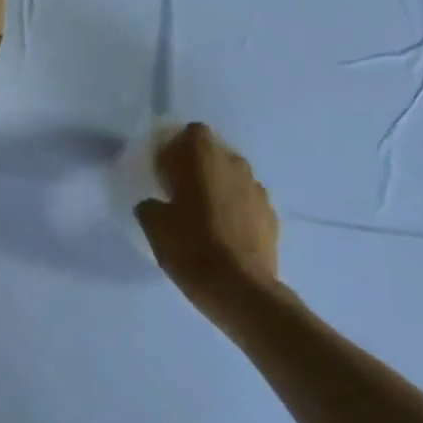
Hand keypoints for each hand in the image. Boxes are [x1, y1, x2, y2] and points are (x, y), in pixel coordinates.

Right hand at [135, 123, 279, 314]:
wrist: (241, 290)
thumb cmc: (191, 246)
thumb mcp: (153, 224)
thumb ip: (151, 204)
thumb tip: (156, 205)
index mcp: (202, 156)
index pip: (191, 132)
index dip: (177, 149)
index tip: (166, 172)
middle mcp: (233, 163)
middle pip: (213, 154)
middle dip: (199, 168)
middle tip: (182, 194)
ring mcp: (257, 189)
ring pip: (233, 178)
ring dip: (220, 189)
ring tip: (206, 218)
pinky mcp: (272, 216)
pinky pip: (248, 203)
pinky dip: (237, 212)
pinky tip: (226, 236)